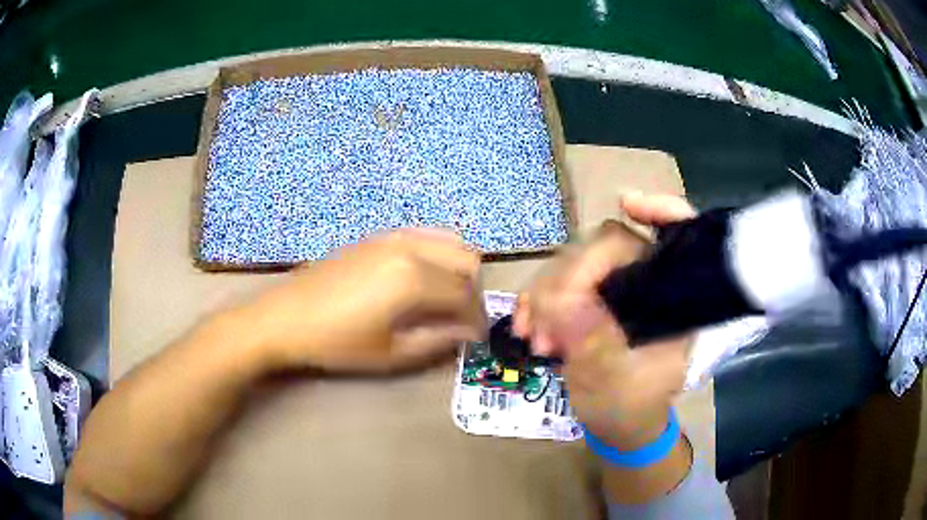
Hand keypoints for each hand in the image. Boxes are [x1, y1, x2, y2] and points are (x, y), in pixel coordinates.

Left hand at [243, 229, 485, 372]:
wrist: (286, 318)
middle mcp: (410, 248)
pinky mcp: (378, 236)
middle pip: (468, 260)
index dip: (478, 319)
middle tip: (462, 319)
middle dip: (473, 291)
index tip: (477, 339)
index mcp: (414, 279)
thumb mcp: (391, 353)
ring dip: (459, 269)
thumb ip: (438, 341)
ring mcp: (393, 237)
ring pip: (450, 241)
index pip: (467, 295)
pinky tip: (423, 278)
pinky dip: (438, 254)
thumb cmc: (337, 342)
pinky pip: (424, 235)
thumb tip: (469, 334)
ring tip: (446, 298)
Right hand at [515, 193, 696, 446]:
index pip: (677, 239)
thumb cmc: (628, 410)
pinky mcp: (589, 298)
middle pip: (608, 247)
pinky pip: (556, 282)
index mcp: (672, 302)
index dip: (661, 211)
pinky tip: (525, 327)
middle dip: (568, 280)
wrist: (617, 425)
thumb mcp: (613, 386)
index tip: (627, 202)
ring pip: (574, 261)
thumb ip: (593, 345)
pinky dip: (536, 301)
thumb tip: (563, 302)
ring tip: (535, 339)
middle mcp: (647, 285)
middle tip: (544, 331)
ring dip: (545, 295)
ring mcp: (615, 289)